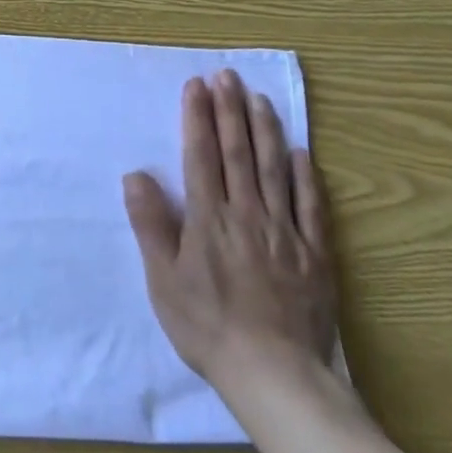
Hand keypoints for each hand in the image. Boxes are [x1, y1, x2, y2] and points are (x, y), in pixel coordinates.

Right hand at [123, 69, 337, 411]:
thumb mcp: (163, 280)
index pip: (201, 156)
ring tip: (259, 98)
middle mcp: (248, 214)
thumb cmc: (208, 327)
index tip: (196, 86)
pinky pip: (311, 207)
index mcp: (209, 219)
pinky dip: (305, 176)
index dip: (198, 118)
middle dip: (230, 110)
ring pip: (274, 170)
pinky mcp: (315, 254)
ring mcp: (285, 232)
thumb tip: (136, 175)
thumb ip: (151, 225)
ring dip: (265, 130)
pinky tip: (301, 153)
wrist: (276, 376)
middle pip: (238, 153)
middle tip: (227, 76)